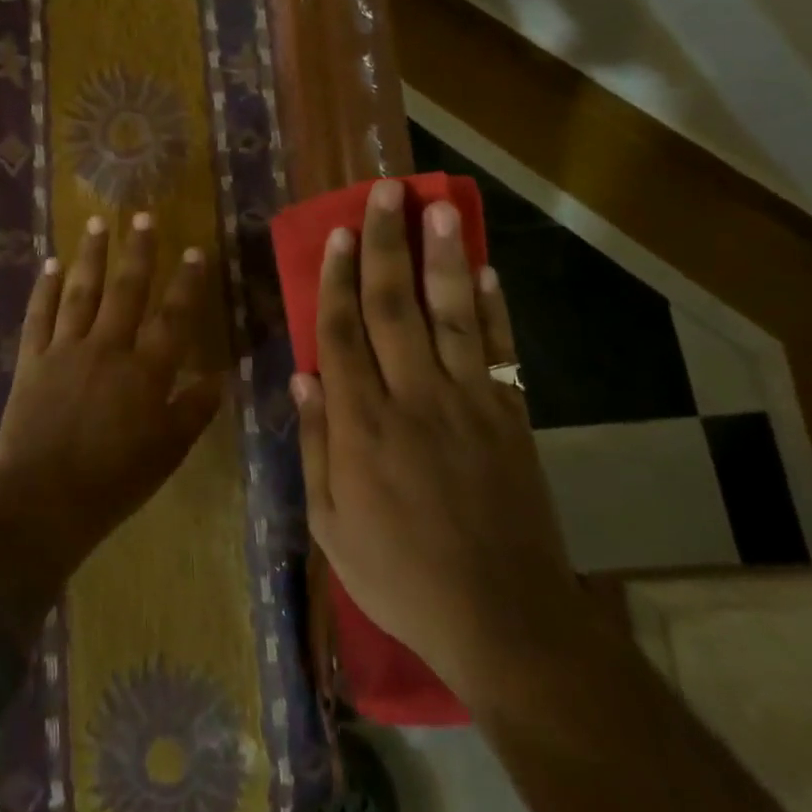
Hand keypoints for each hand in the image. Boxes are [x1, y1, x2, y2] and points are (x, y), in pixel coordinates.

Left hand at [0, 213, 222, 572]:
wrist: (43, 501)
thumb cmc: (114, 482)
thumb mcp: (167, 452)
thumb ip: (194, 410)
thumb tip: (220, 377)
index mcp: (145, 371)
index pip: (173, 317)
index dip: (187, 282)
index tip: (195, 250)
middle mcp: (107, 348)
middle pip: (126, 290)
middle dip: (138, 251)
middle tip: (143, 216)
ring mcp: (65, 349)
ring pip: (81, 291)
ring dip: (91, 255)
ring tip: (97, 223)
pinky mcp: (31, 359)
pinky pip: (38, 315)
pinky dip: (44, 288)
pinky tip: (50, 264)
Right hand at [294, 179, 583, 707]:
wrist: (500, 617)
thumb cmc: (399, 574)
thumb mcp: (330, 525)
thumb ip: (314, 446)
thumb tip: (302, 379)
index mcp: (361, 425)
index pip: (342, 333)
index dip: (338, 278)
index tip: (339, 234)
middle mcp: (412, 397)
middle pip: (394, 306)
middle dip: (386, 245)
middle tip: (384, 194)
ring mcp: (467, 403)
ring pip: (451, 314)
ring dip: (442, 257)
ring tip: (439, 207)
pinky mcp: (509, 416)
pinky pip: (500, 351)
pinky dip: (493, 307)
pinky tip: (485, 269)